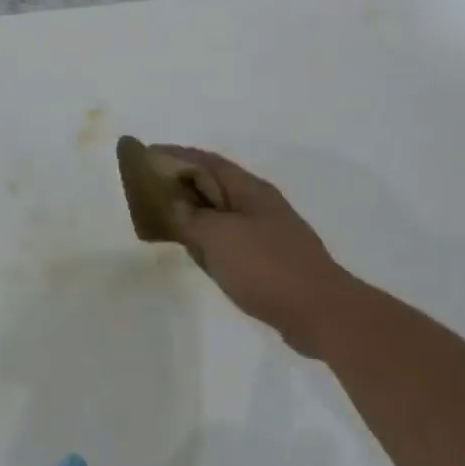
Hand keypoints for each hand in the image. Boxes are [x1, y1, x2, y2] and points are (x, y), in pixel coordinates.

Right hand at [156, 145, 344, 355]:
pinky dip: (205, 237)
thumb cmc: (266, 267)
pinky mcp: (267, 260)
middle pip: (214, 184)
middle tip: (145, 186)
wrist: (319, 312)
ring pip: (220, 213)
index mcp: (250, 190)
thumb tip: (172, 203)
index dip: (175, 155)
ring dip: (193, 210)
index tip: (146, 153)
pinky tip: (194, 248)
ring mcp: (266, 233)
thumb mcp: (219, 237)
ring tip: (162, 213)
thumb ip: (190, 217)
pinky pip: (227, 238)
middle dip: (181, 180)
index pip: (207, 161)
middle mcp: (259, 205)